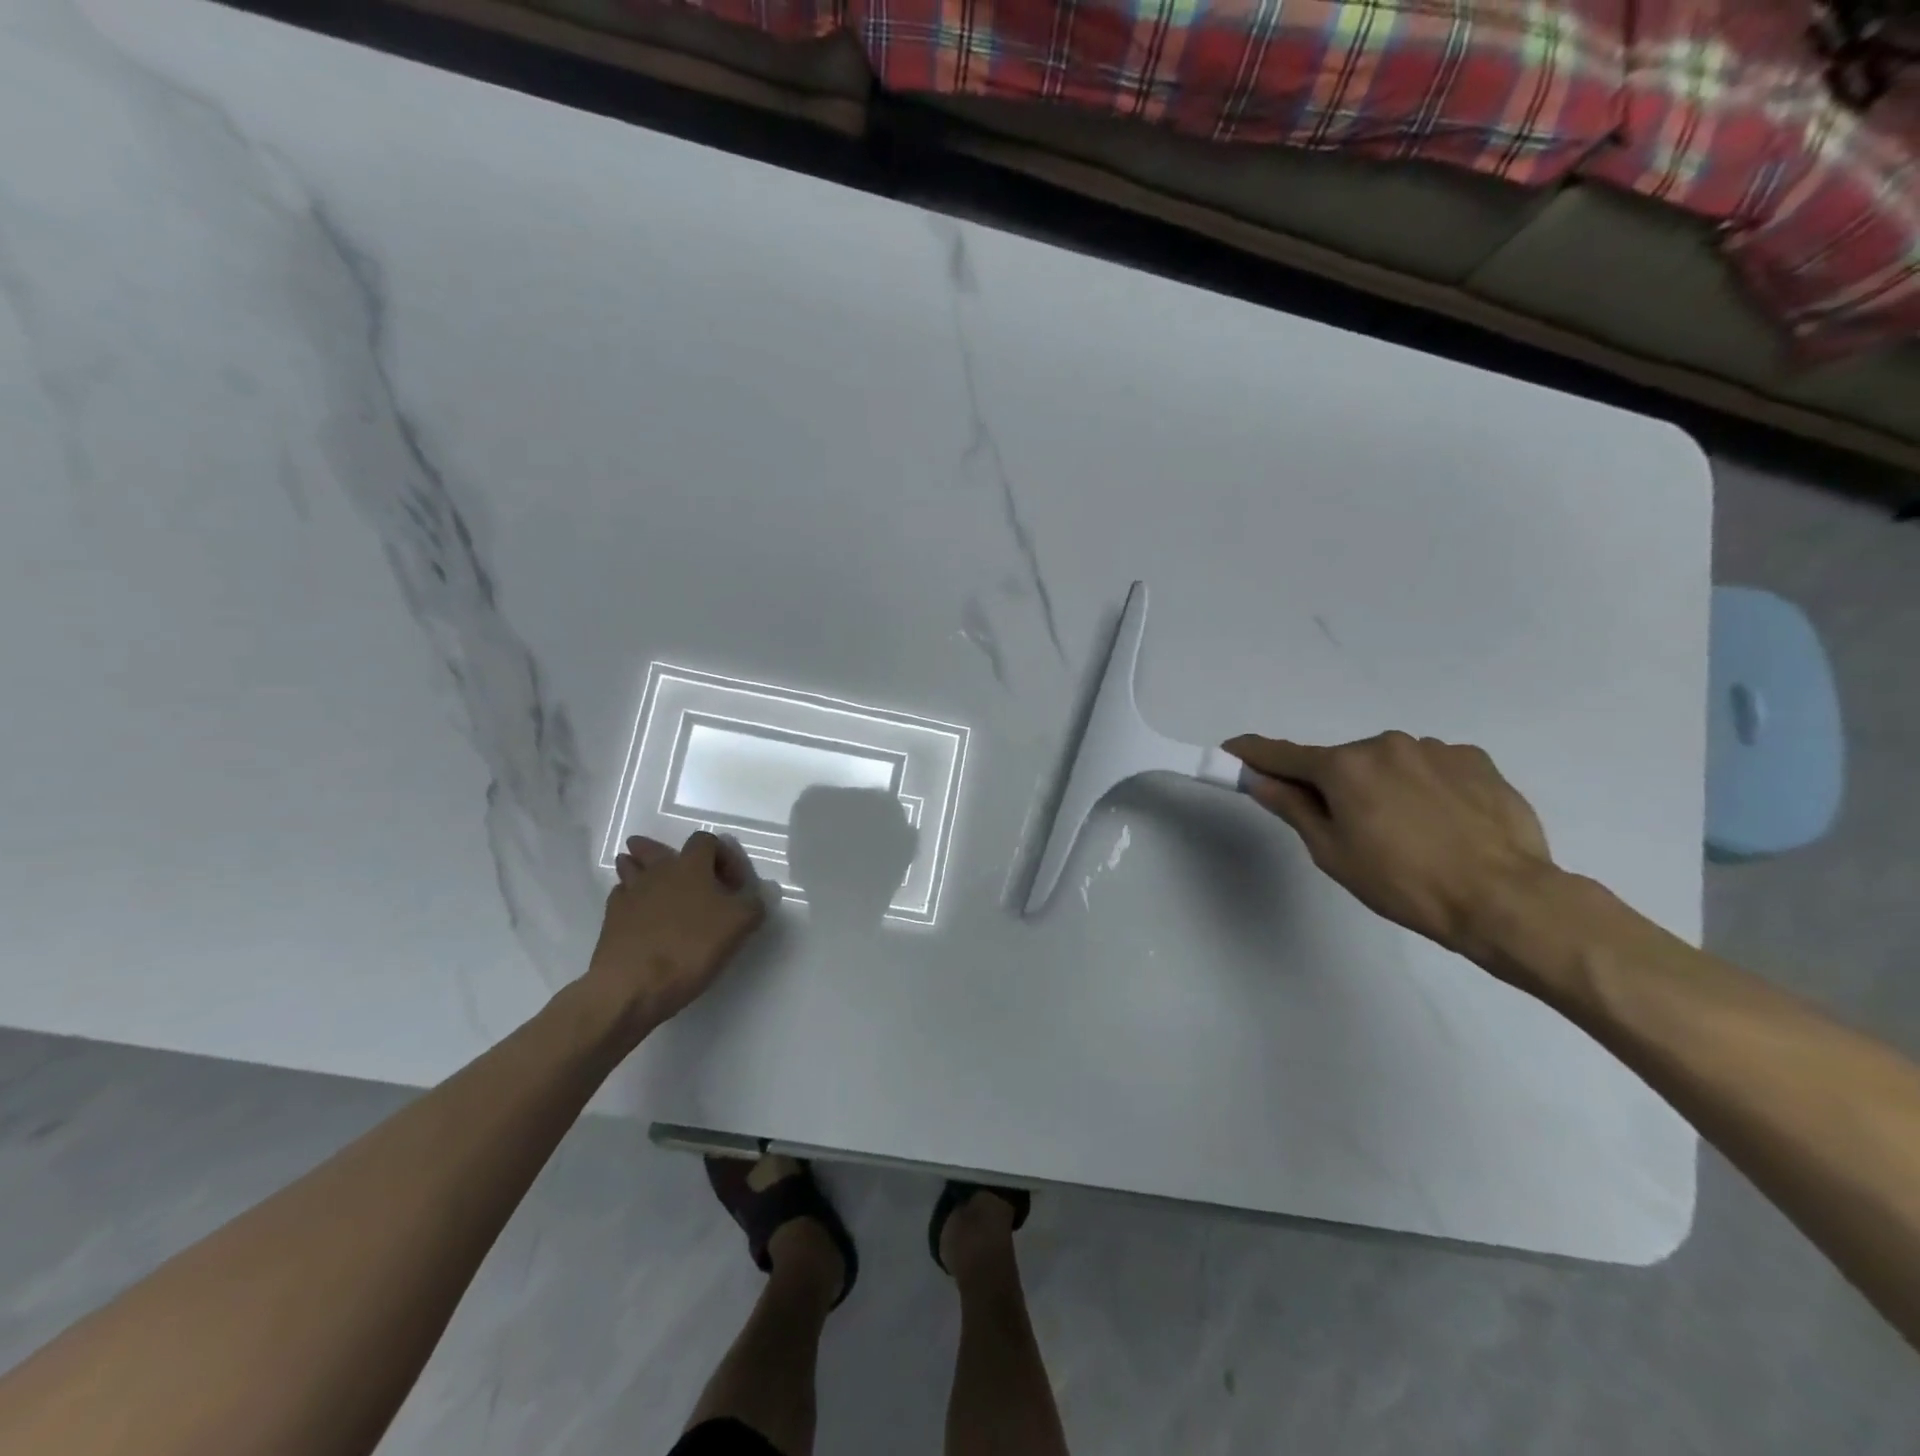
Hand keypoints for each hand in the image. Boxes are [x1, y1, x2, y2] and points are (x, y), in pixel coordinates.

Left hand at [585, 831, 769, 1037]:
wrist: (632, 985)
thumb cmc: (691, 947)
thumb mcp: (740, 924)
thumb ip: (754, 903)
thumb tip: (757, 895)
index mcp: (691, 866)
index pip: (706, 840)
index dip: (723, 855)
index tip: (734, 884)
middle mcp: (658, 871)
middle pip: (656, 848)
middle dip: (669, 854)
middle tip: (682, 870)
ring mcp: (630, 894)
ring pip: (631, 868)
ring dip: (641, 869)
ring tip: (652, 880)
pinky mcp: (611, 919)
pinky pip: (621, 897)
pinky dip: (631, 898)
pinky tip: (640, 913)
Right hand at [1223, 731, 1555, 958]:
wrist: (1506, 899)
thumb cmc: (1404, 883)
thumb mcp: (1333, 853)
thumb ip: (1293, 808)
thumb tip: (1261, 781)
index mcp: (1344, 766)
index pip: (1283, 755)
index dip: (1253, 754)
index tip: (1232, 750)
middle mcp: (1384, 744)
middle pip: (1341, 762)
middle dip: (1334, 786)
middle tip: (1349, 830)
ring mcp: (1434, 748)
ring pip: (1389, 764)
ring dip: (1383, 787)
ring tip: (1409, 834)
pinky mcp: (1476, 760)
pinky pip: (1431, 768)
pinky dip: (1423, 788)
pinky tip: (1443, 824)